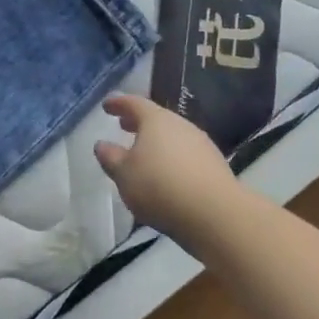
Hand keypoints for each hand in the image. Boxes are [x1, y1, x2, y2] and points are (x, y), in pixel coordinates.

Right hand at [94, 94, 245, 235]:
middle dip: (138, 122)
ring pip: (173, 136)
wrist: (216, 215)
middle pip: (156, 118)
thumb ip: (110, 157)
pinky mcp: (215, 166)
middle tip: (123, 126)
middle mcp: (181, 126)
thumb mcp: (123, 174)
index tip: (106, 106)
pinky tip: (166, 174)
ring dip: (157, 141)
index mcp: (156, 120)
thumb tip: (102, 144)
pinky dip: (172, 157)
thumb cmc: (160, 187)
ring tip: (143, 154)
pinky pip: (186, 154)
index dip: (118, 103)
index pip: (133, 103)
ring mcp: (202, 145)